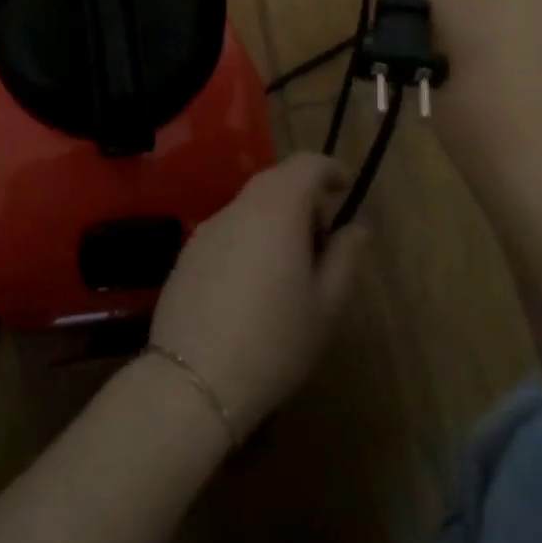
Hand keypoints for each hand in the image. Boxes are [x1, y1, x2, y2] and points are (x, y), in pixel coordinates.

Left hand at [149, 154, 365, 433]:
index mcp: (277, 209)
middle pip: (276, 180)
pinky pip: (229, 229)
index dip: (330, 170)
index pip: (305, 164)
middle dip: (304, 196)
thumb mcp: (326, 306)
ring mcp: (209, 227)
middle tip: (323, 239)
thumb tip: (353, 228)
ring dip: (275, 219)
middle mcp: (240, 206)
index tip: (346, 189)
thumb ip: (345, 258)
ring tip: (290, 268)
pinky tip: (252, 285)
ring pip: (251, 205)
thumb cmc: (275, 341)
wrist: (194, 379)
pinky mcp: (188, 251)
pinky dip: (249, 238)